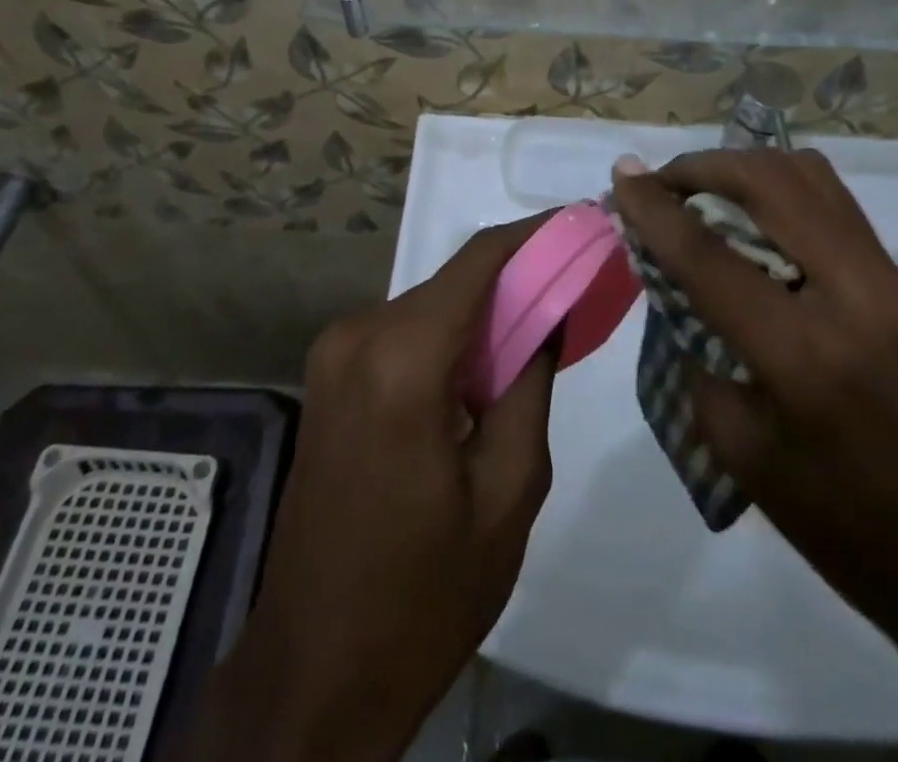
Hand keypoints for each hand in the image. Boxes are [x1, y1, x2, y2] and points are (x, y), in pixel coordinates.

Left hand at [196, 216, 556, 761]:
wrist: (314, 673)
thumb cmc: (424, 595)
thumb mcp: (508, 491)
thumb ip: (531, 383)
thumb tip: (547, 313)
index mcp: (402, 359)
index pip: (479, 260)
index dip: (535, 234)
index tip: (583, 223)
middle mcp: (358, 336)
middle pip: (454, 282)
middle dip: (516, 279)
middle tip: (575, 288)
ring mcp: (333, 354)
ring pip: (430, 305)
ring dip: (483, 313)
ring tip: (539, 333)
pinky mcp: (327, 378)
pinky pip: (402, 333)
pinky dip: (448, 338)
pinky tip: (483, 370)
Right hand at [611, 151, 897, 761]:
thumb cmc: (852, 535)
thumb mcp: (745, 457)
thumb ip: (703, 356)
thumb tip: (684, 291)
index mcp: (805, 357)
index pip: (710, 255)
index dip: (655, 208)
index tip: (622, 175)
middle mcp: (857, 297)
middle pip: (770, 183)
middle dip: (703, 167)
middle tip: (662, 183)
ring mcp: (894, 285)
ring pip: (812, 178)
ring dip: (746, 169)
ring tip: (705, 188)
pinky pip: (836, 207)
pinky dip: (783, 191)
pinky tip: (756, 218)